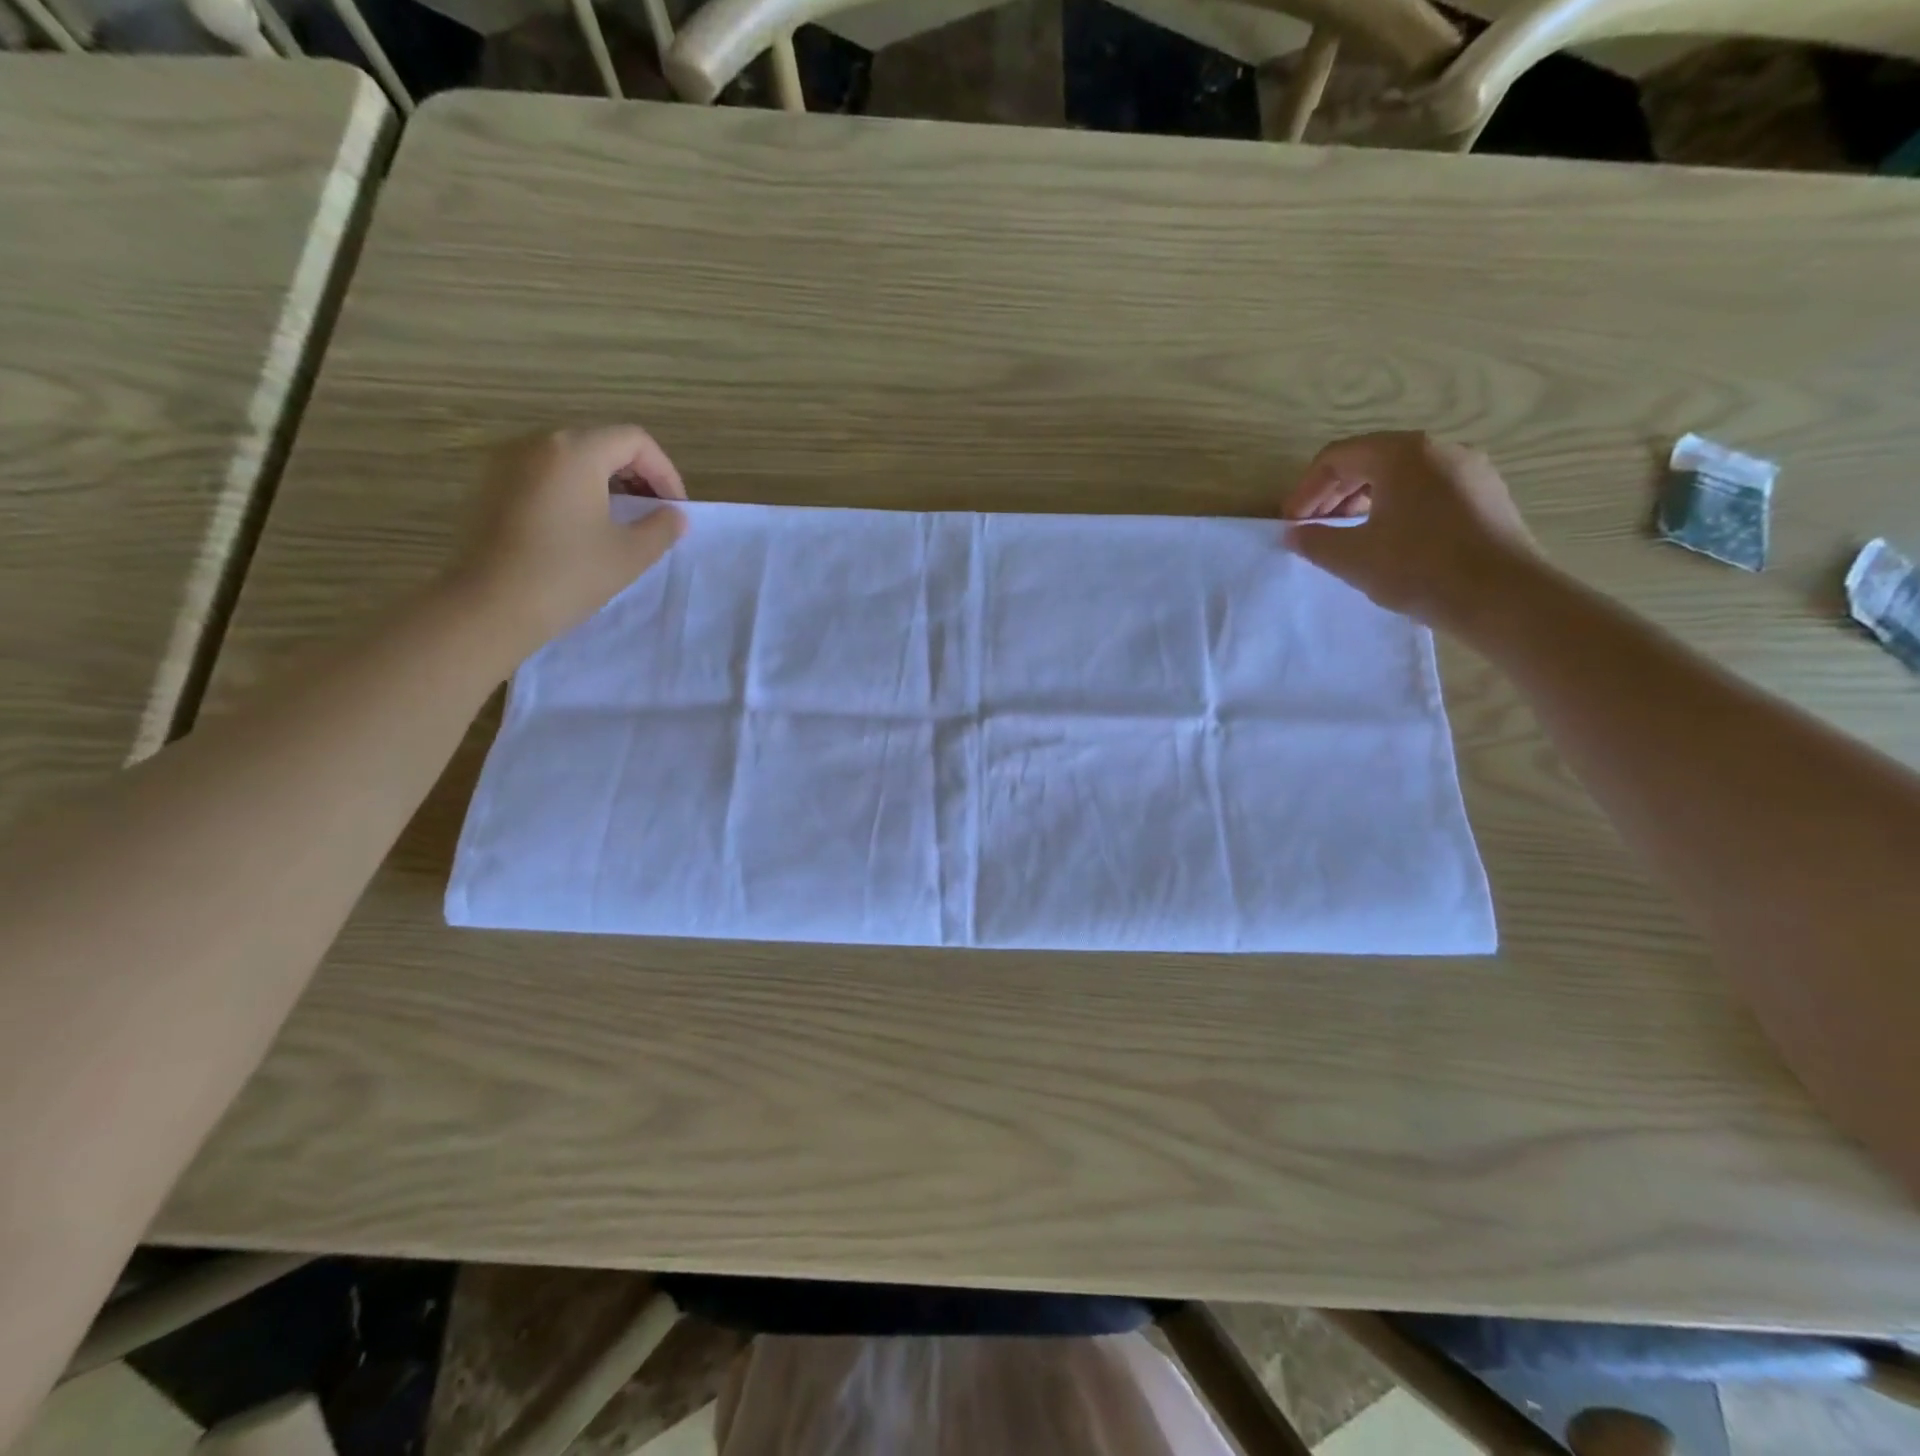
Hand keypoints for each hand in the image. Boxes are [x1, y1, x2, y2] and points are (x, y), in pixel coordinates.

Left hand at [447, 425, 688, 652]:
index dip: (665, 471)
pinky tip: (581, 528)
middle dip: (636, 475)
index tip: (675, 509)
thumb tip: (673, 515)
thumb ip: (662, 527)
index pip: (635, 441)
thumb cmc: (569, 574)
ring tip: (620, 521)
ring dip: (605, 483)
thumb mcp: (632, 554)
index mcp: (576, 451)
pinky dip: (573, 490)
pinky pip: (544, 474)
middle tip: (653, 514)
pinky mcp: (490, 485)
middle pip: (601, 443)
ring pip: (571, 458)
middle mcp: (538, 443)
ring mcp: (507, 462)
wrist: (491, 605)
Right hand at [1281, 431, 1540, 630]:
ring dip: (1364, 501)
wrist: (1503, 597)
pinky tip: (1390, 541)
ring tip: (1347, 536)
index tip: (1291, 524)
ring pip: (1400, 476)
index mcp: (1402, 454)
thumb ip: (1315, 540)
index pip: (1336, 458)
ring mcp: (1469, 470)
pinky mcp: (1486, 495)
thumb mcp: (1352, 557)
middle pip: (1369, 461)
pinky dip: (1397, 507)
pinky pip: (1428, 490)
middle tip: (1313, 529)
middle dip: (1333, 494)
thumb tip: (1294, 532)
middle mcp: (1439, 449)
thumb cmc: (1419, 569)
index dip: (1305, 490)